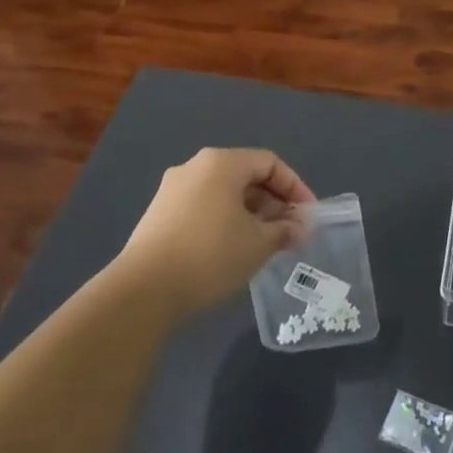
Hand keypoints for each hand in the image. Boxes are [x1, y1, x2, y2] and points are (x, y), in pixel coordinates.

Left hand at [116, 148, 315, 315]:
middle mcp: (195, 167)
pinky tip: (234, 249)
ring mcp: (173, 190)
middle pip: (245, 175)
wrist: (144, 290)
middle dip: (273, 202)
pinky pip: (204, 207)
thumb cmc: (211, 255)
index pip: (269, 163)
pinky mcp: (159, 214)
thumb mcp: (259, 243)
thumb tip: (298, 228)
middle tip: (290, 231)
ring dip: (251, 214)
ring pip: (224, 193)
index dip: (295, 187)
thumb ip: (284, 230)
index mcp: (221, 163)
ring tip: (266, 243)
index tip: (308, 216)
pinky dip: (226, 220)